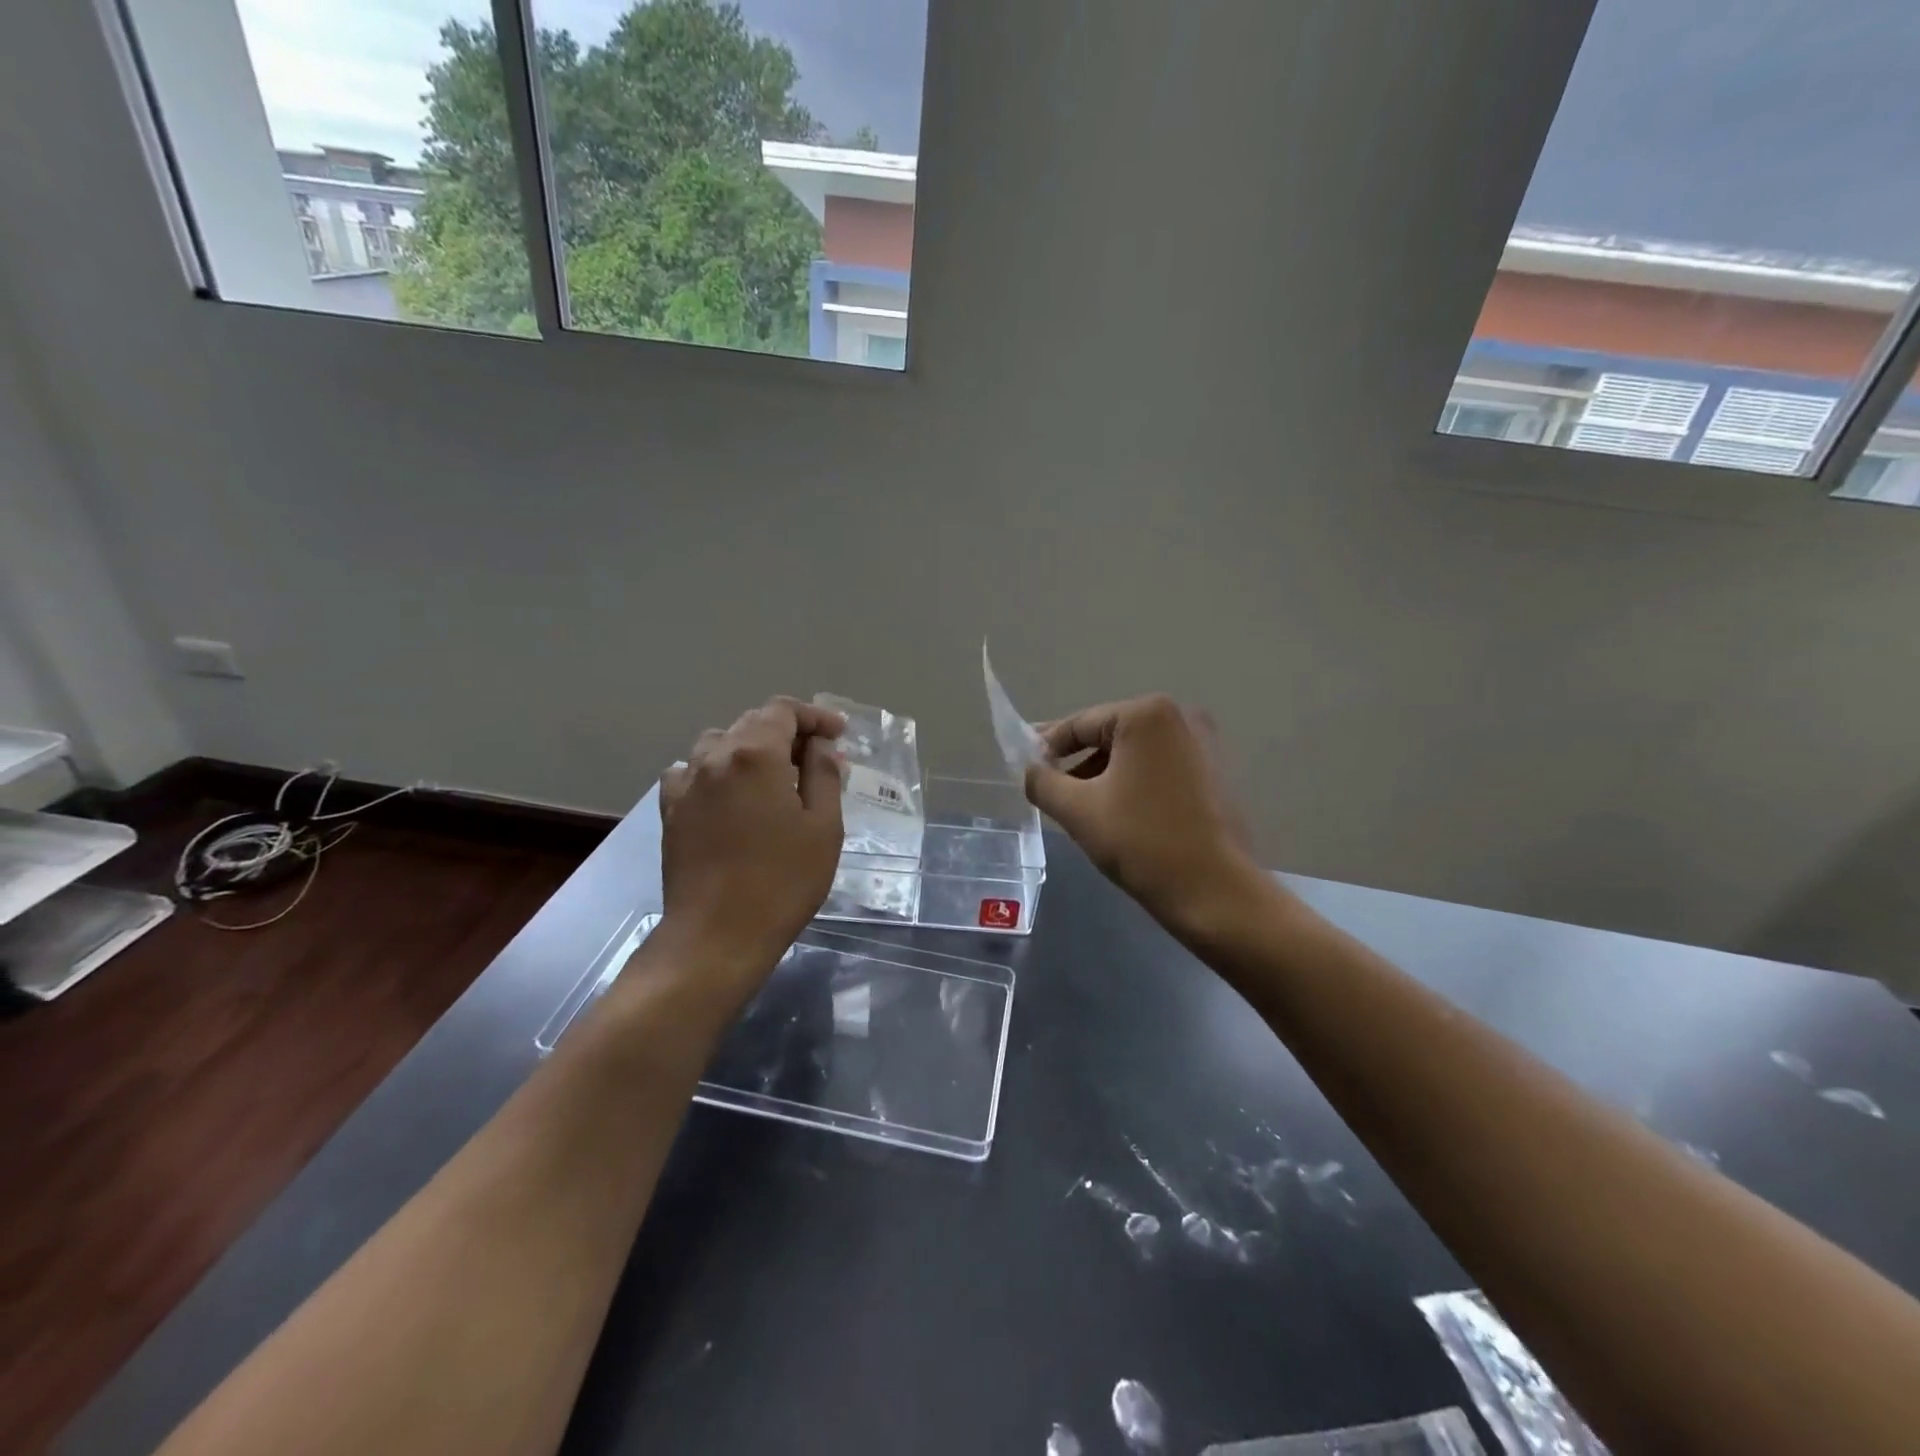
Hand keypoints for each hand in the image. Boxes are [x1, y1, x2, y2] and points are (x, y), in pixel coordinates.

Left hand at [658, 697, 845, 1003]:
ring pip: (719, 744)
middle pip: (751, 723)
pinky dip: (716, 771)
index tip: (839, 735)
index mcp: (755, 755)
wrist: (717, 935)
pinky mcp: (670, 811)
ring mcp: (686, 784)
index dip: (815, 717)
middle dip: (788, 732)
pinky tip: (729, 795)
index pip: (783, 711)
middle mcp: (715, 758)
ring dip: (751, 749)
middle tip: (817, 759)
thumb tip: (819, 746)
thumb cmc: (782, 881)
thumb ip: (823, 775)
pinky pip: (691, 772)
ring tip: (774, 776)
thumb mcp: (823, 827)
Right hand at [1025, 695, 1259, 937]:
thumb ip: (1042, 781)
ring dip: (1104, 775)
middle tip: (1051, 791)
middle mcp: (1181, 717)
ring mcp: (1205, 744)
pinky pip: (1160, 768)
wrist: (1214, 892)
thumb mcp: (1077, 810)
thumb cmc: (1142, 842)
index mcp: (1147, 715)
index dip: (1047, 747)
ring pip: (1135, 754)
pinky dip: (1134, 783)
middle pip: (1109, 735)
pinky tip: (1120, 814)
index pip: (1081, 724)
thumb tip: (1030, 769)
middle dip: (1077, 763)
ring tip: (1082, 809)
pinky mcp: (1216, 772)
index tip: (1026, 770)